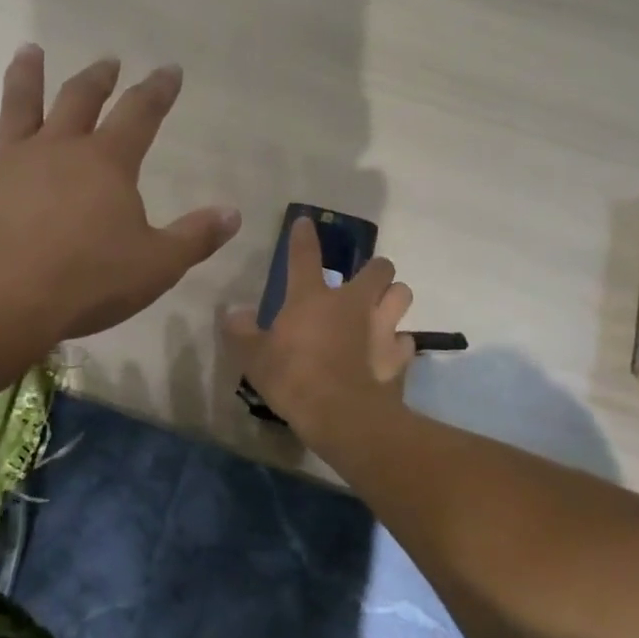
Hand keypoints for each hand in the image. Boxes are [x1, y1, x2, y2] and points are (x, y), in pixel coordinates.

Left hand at [0, 46, 240, 393]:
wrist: (2, 299)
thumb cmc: (88, 281)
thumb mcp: (157, 265)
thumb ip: (195, 237)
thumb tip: (233, 213)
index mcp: (107, 163)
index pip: (141, 114)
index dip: (158, 91)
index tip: (170, 70)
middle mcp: (58, 149)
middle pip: (79, 100)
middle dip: (98, 79)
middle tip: (107, 62)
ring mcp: (10, 163)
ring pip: (19, 108)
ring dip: (26, 77)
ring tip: (30, 50)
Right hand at [223, 217, 416, 444]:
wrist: (342, 415)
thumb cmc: (293, 379)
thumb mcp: (253, 358)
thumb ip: (241, 332)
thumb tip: (232, 313)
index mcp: (312, 298)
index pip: (305, 256)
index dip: (303, 237)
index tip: (305, 222)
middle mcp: (353, 303)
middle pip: (379, 268)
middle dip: (374, 270)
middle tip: (362, 283)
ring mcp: (382, 328)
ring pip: (402, 295)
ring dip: (393, 299)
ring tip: (381, 311)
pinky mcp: (400, 356)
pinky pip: (406, 341)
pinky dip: (398, 345)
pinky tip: (387, 354)